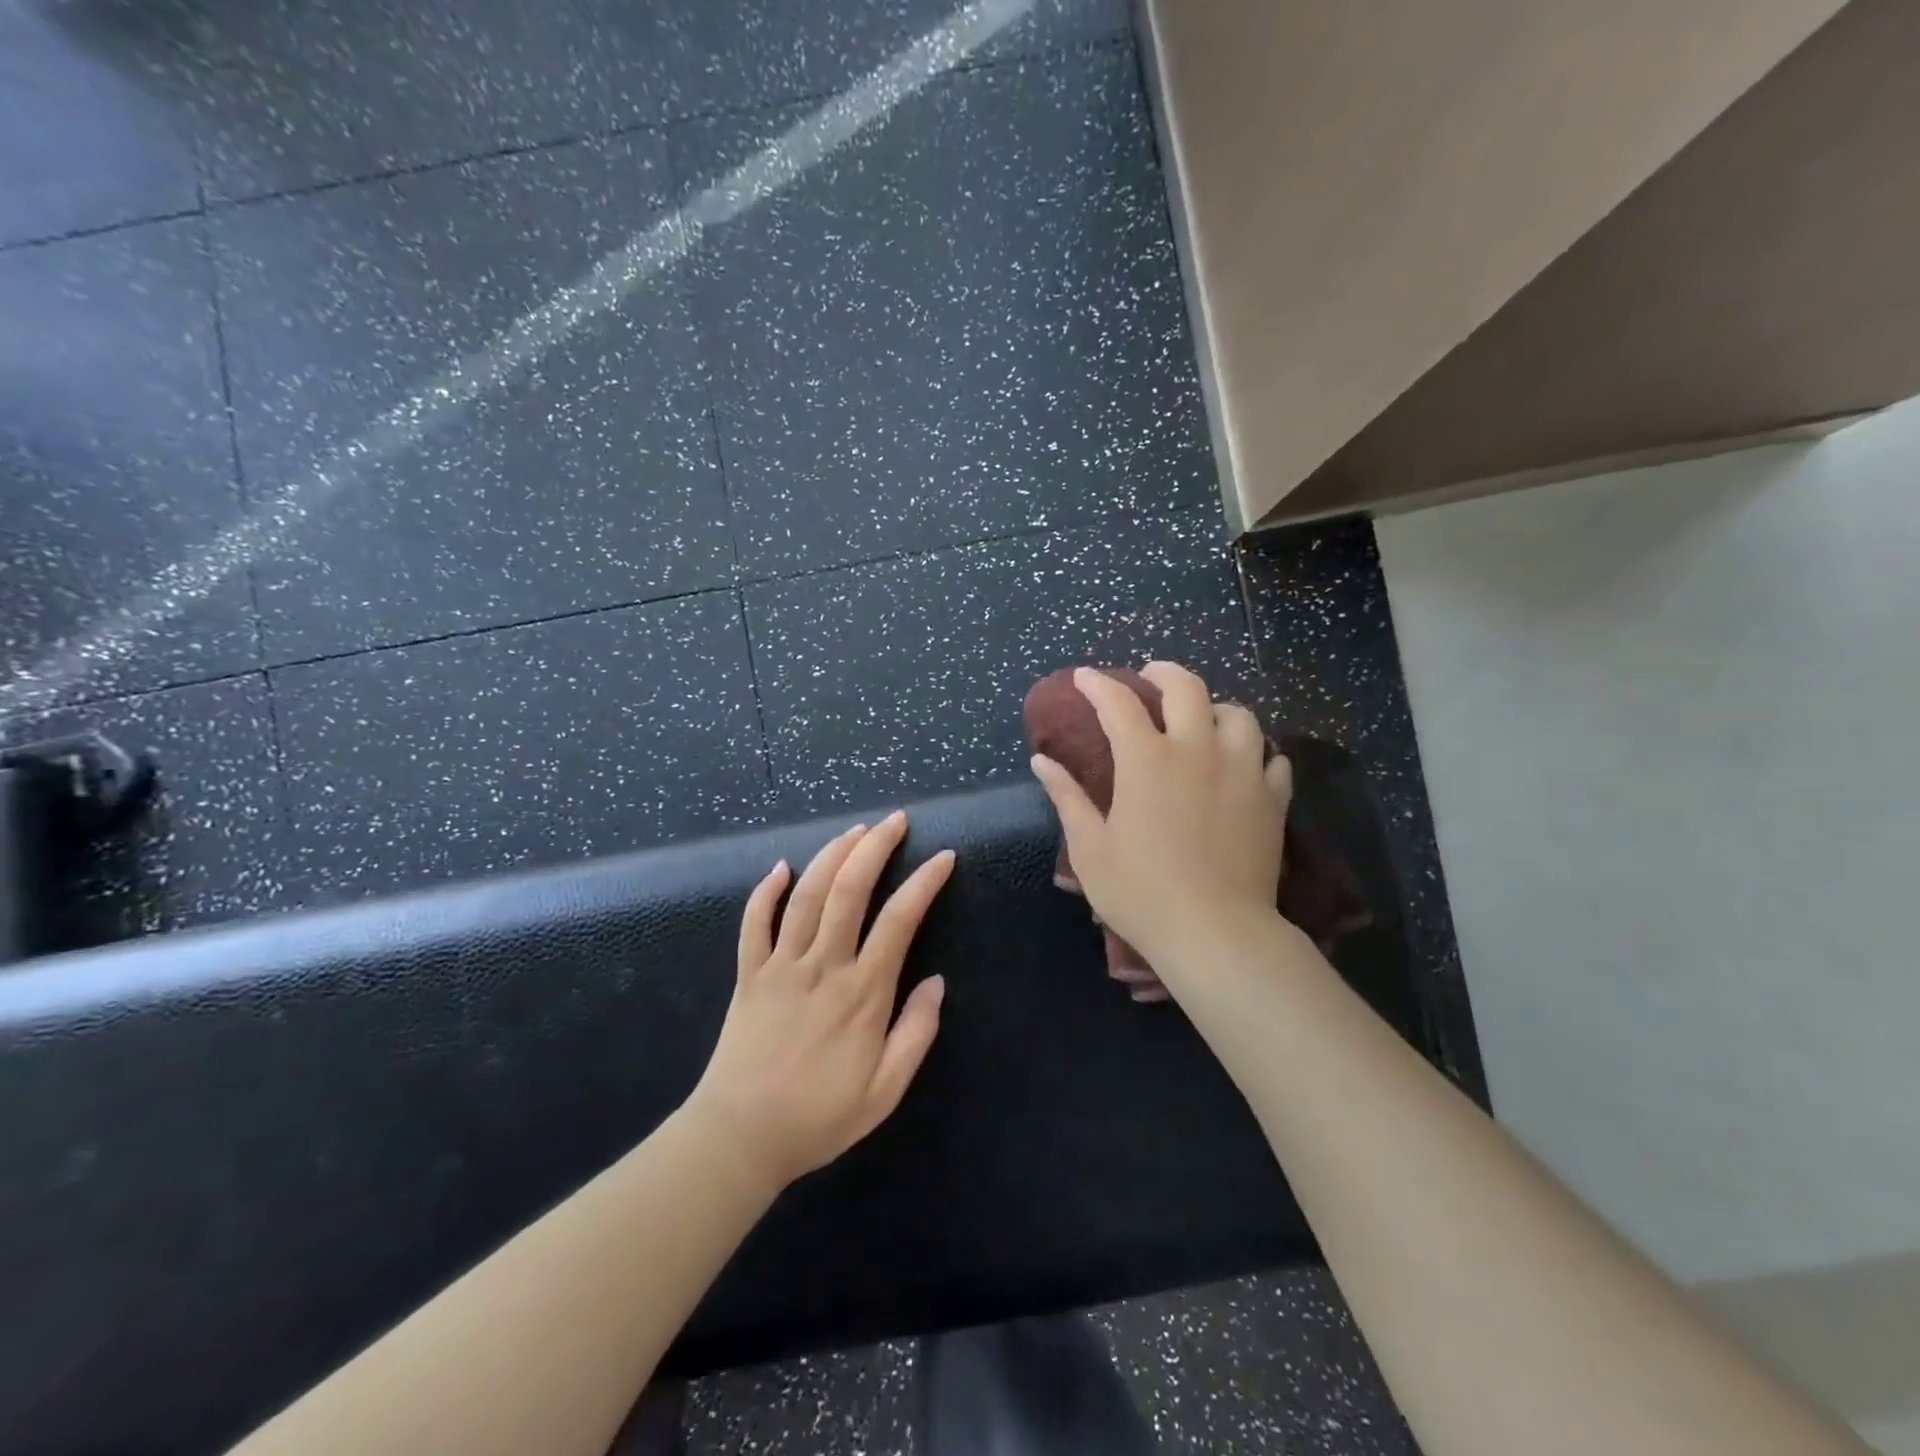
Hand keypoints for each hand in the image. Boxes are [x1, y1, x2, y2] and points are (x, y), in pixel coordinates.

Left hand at [688, 811, 952, 1190]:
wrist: (738, 1139)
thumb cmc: (818, 1118)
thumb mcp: (884, 1092)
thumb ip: (916, 1034)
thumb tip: (937, 982)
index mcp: (862, 993)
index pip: (899, 920)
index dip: (924, 883)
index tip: (943, 857)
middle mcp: (822, 966)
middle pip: (849, 890)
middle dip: (875, 847)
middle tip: (896, 820)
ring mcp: (780, 965)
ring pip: (806, 895)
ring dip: (832, 855)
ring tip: (855, 830)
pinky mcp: (749, 974)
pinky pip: (753, 923)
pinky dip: (765, 891)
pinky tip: (781, 867)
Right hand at [1030, 662, 1291, 976]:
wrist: (1216, 933)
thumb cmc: (1141, 892)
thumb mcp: (1091, 848)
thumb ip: (1067, 797)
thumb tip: (1042, 761)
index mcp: (1147, 760)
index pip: (1118, 703)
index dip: (1097, 684)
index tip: (1084, 677)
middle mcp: (1197, 751)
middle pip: (1187, 688)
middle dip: (1163, 673)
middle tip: (1149, 677)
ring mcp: (1242, 772)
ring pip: (1239, 715)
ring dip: (1215, 709)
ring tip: (1203, 721)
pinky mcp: (1272, 800)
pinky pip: (1272, 759)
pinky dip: (1256, 752)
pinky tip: (1244, 765)